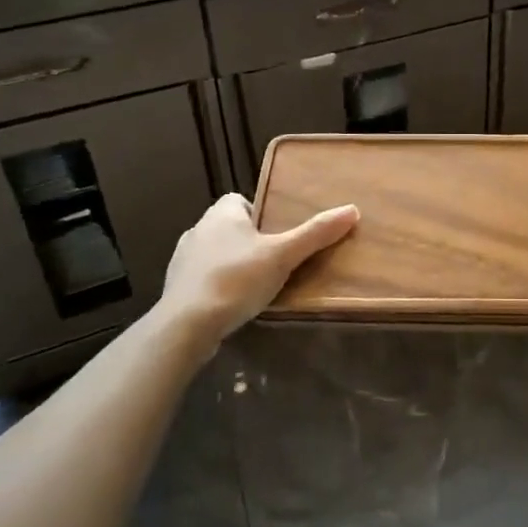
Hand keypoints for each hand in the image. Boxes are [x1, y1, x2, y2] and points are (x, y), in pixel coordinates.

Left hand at [155, 193, 358, 352]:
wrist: (186, 326)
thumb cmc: (236, 279)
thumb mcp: (283, 255)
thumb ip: (315, 234)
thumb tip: (352, 210)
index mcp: (221, 214)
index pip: (239, 200)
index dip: (259, 213)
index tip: (277, 233)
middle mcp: (198, 229)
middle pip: (229, 227)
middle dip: (248, 241)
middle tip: (274, 260)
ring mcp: (182, 260)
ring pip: (214, 253)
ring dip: (232, 264)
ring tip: (256, 284)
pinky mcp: (175, 288)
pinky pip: (202, 279)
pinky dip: (217, 286)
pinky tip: (233, 304)